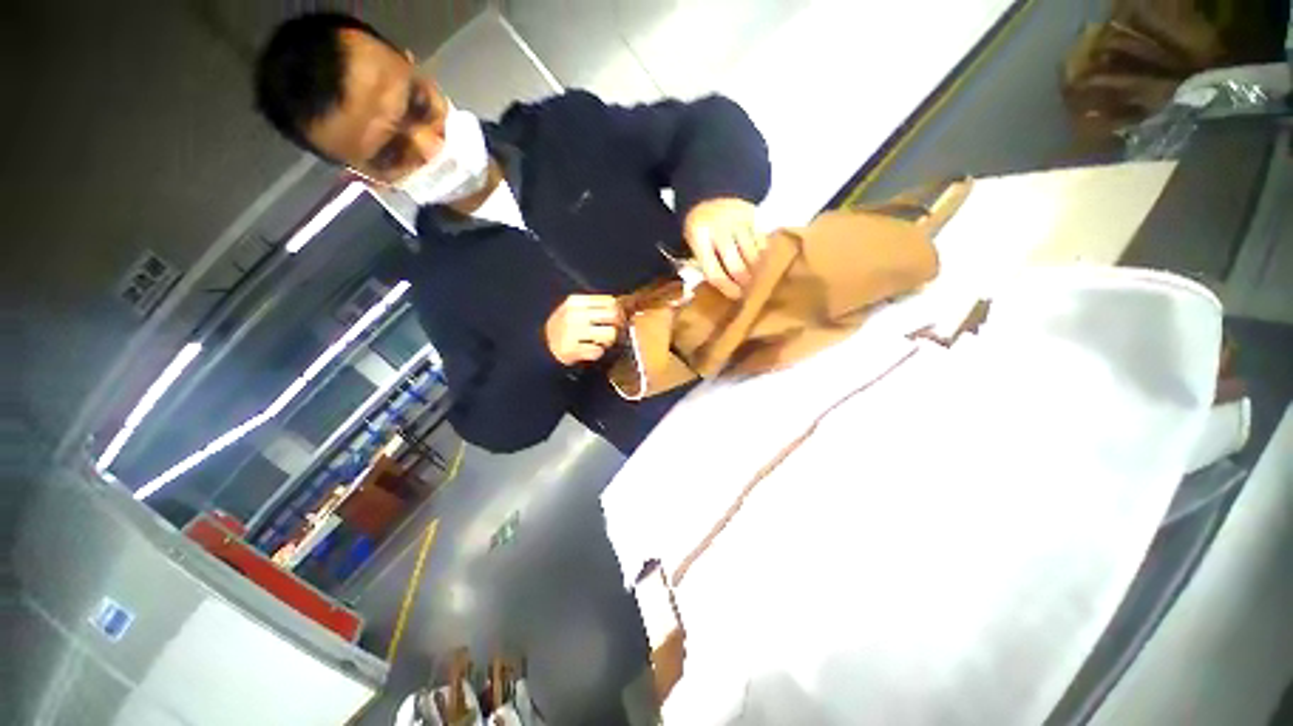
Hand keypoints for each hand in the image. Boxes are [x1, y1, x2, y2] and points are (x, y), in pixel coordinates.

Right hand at [545, 294, 624, 365]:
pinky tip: (588, 351)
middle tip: (610, 333)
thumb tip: (626, 307)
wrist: (542, 349)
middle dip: (616, 326)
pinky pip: (598, 351)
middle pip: (613, 315)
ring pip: (610, 334)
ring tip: (598, 343)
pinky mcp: (571, 349)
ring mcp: (572, 331)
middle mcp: (574, 314)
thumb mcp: (575, 312)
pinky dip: (596, 353)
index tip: (617, 320)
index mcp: (575, 301)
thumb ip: (596, 308)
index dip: (618, 311)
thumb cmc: (564, 330)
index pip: (610, 301)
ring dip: (607, 342)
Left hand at [684, 198, 763, 298]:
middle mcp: (720, 229)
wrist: (712, 193)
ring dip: (756, 272)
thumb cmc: (700, 227)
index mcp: (699, 237)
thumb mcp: (693, 243)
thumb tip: (726, 288)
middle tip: (748, 291)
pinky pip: (762, 244)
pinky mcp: (754, 217)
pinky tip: (760, 262)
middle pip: (737, 267)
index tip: (735, 296)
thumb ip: (705, 263)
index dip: (727, 288)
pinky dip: (762, 256)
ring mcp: (739, 221)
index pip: (714, 272)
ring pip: (753, 257)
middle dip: (744, 283)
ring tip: (756, 280)